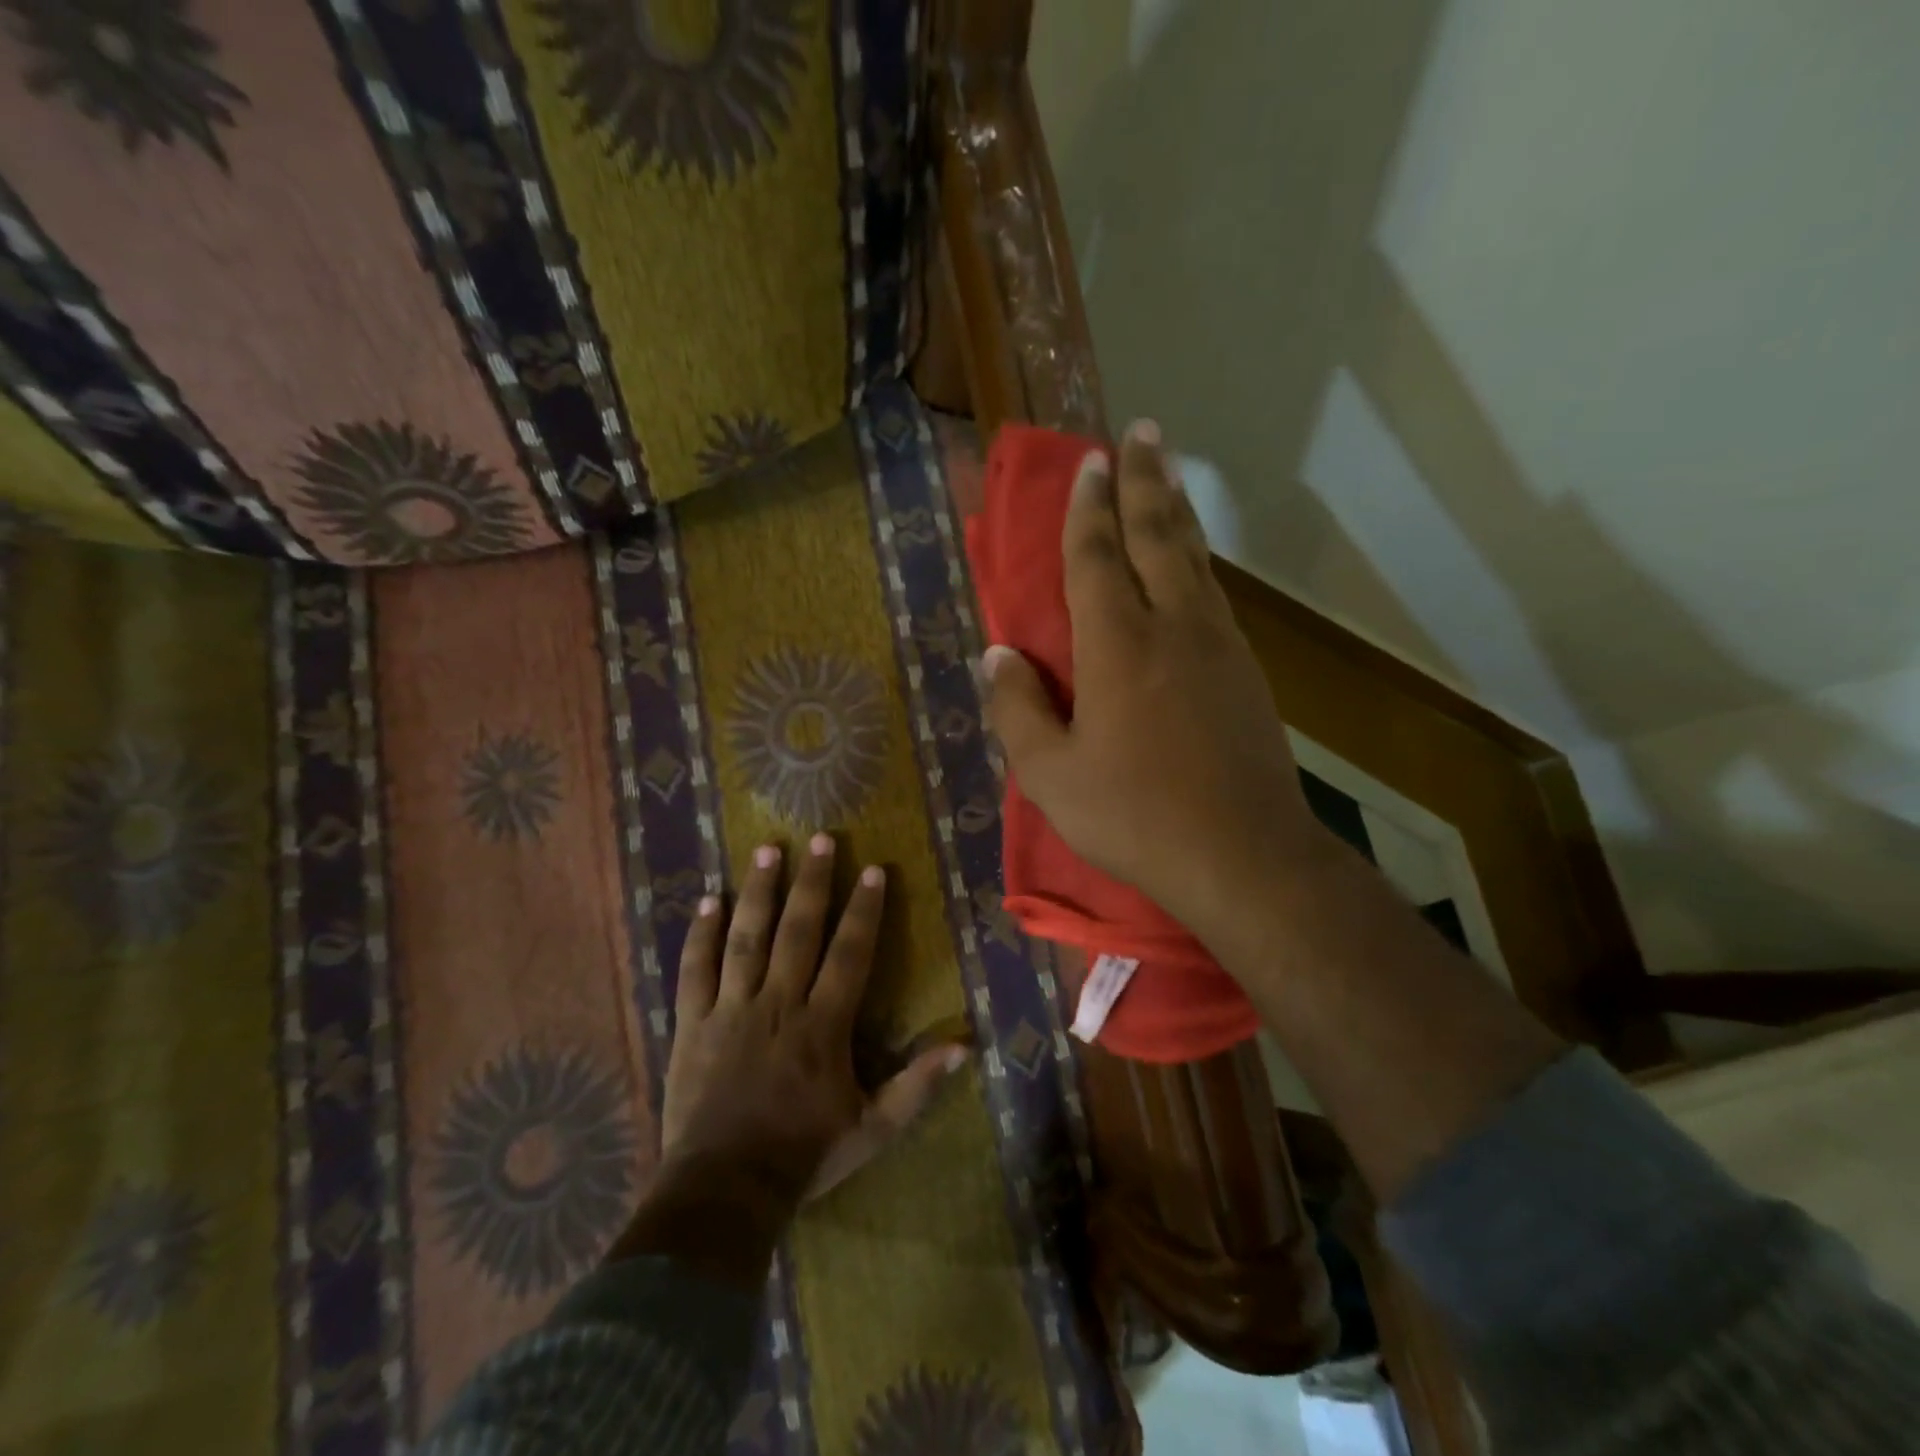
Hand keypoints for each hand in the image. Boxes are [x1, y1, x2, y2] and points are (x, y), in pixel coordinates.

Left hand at [662, 834, 964, 1204]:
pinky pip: (695, 970)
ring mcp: (731, 1010)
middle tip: (821, 838)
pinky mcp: (693, 1024)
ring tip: (767, 849)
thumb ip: (917, 1085)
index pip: (849, 954)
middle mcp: (779, 1004)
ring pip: (746, 938)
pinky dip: (700, 934)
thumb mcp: (873, 1128)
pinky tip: (707, 899)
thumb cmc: (804, 1155)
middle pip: (798, 931)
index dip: (863, 910)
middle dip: (813, 882)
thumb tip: (965, 1046)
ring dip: (758, 891)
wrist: (725, 1190)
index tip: (872, 870)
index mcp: (823, 1025)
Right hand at [980, 420, 1334, 947]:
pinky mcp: (1245, 672)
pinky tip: (1192, 562)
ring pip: (1193, 559)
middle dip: (1144, 480)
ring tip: (1166, 475)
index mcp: (1118, 646)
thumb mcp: (1052, 775)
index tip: (1089, 461)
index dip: (1088, 507)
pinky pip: (1213, 595)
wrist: (1243, 855)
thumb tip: (997, 656)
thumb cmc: (1135, 816)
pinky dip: (1197, 561)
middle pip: (1158, 535)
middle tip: (1142, 430)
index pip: (1098, 557)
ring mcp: (1218, 646)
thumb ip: (1018, 710)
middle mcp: (1173, 627)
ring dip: (1175, 511)